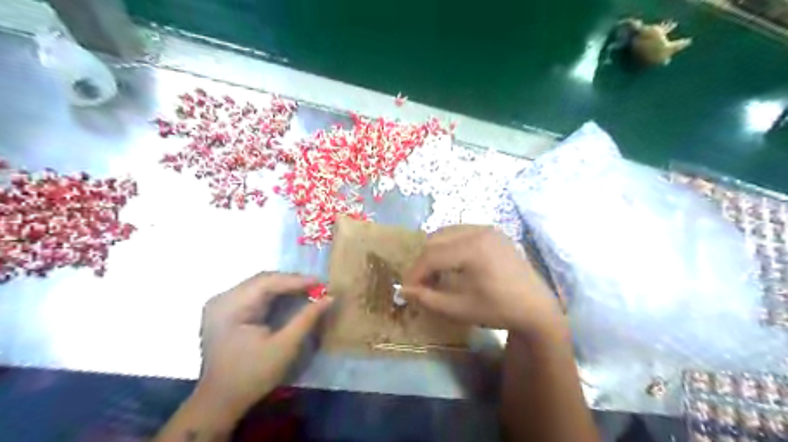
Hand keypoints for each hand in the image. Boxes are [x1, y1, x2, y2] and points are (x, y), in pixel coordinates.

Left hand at [199, 273, 332, 421]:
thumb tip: (329, 298)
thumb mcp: (284, 347)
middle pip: (263, 280)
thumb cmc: (252, 375)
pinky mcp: (227, 311)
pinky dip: (276, 295)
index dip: (296, 280)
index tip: (321, 283)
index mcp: (229, 306)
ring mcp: (222, 304)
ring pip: (260, 285)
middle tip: (317, 287)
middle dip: (292, 282)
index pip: (267, 282)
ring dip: (285, 287)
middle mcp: (222, 299)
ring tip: (309, 290)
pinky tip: (291, 297)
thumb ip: (307, 319)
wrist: (221, 402)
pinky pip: (255, 295)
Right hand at [403, 226, 563, 335]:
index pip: (431, 255)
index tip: (406, 288)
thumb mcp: (458, 309)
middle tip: (420, 282)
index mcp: (473, 249)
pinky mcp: (493, 232)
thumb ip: (427, 298)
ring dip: (435, 251)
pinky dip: (449, 245)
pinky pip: (461, 232)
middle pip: (436, 239)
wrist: (536, 307)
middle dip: (423, 261)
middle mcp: (479, 231)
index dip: (415, 272)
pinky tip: (452, 263)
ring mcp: (488, 228)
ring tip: (435, 274)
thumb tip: (403, 290)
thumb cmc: (498, 310)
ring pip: (446, 233)